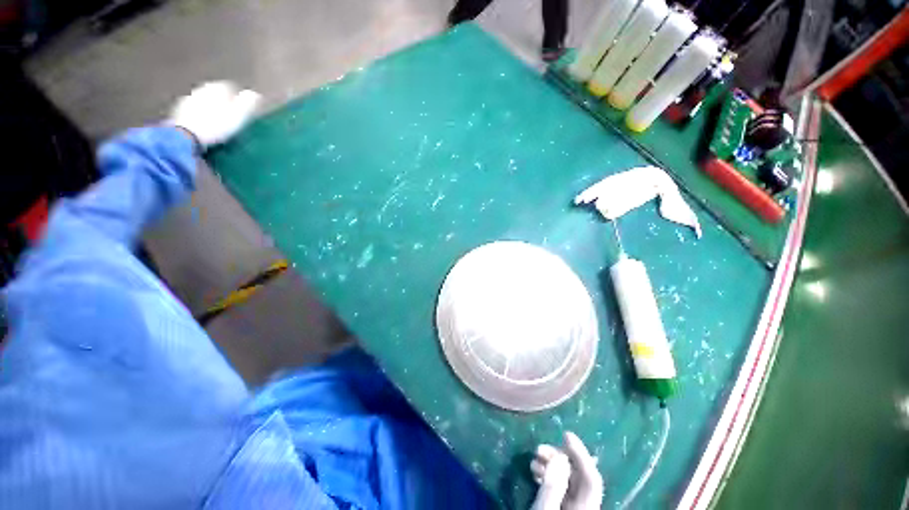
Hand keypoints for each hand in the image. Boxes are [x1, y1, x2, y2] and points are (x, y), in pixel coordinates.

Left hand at [169, 81, 260, 147]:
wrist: (187, 136)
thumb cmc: (217, 125)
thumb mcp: (238, 116)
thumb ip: (247, 103)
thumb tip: (255, 94)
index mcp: (216, 88)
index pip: (230, 87)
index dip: (238, 97)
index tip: (244, 109)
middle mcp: (201, 88)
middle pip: (215, 93)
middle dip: (224, 101)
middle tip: (232, 115)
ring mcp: (188, 99)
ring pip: (204, 100)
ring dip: (212, 108)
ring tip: (219, 122)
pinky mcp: (179, 110)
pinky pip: (194, 110)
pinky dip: (201, 115)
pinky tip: (206, 125)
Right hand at [530, 432, 602, 509]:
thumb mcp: (545, 508)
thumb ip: (553, 485)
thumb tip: (559, 456)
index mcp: (586, 507)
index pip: (591, 477)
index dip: (581, 453)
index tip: (566, 434)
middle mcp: (584, 505)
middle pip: (578, 475)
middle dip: (558, 456)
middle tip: (539, 449)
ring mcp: (574, 506)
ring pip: (567, 478)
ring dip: (551, 463)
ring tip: (534, 459)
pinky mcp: (563, 507)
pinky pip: (560, 485)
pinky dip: (549, 474)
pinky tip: (536, 470)